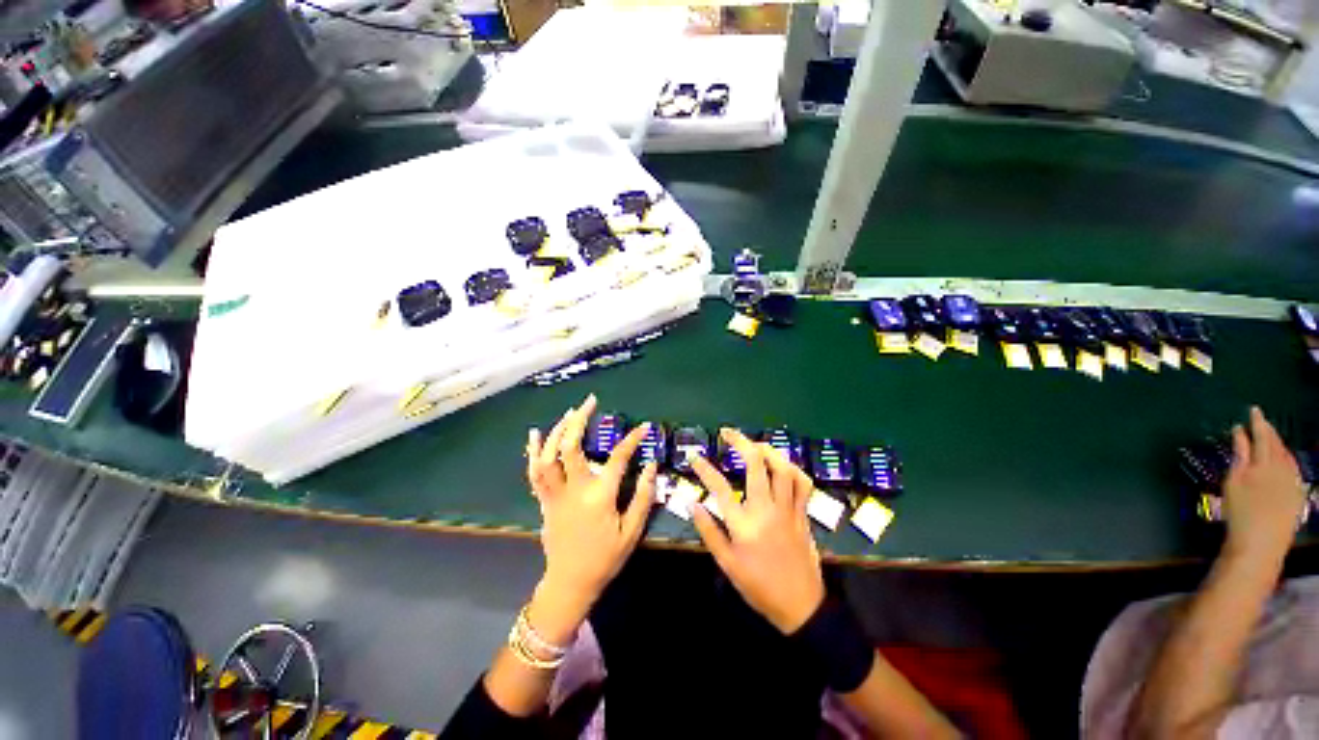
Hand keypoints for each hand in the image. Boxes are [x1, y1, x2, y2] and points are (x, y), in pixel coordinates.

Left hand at [524, 394, 656, 642]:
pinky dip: (533, 450)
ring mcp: (555, 494)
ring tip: (570, 412)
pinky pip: (534, 472)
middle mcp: (574, 490)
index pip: (617, 459)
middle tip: (590, 403)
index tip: (643, 427)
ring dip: (558, 430)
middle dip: (579, 421)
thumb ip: (643, 497)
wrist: (570, 583)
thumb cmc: (605, 558)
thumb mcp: (631, 532)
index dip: (632, 440)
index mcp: (599, 497)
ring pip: (549, 456)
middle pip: (571, 447)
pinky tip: (536, 433)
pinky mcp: (544, 500)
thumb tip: (651, 466)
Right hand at [690, 428, 824, 632]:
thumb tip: (692, 504)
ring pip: (782, 468)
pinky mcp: (803, 513)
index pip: (719, 487)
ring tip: (754, 445)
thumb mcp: (727, 565)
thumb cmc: (759, 587)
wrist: (801, 607)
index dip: (704, 468)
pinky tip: (782, 466)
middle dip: (740, 442)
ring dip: (767, 450)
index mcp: (744, 524)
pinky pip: (803, 483)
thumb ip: (709, 532)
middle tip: (727, 433)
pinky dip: (793, 469)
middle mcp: (766, 509)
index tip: (694, 456)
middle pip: (755, 464)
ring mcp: (788, 509)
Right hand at [1222, 407, 1308, 563]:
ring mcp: (1292, 481)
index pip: (1262, 436)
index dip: (1257, 422)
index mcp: (1264, 463)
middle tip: (1261, 420)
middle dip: (1269, 432)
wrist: (1259, 544)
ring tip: (1271, 437)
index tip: (1253, 410)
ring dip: (1278, 444)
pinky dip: (1286, 458)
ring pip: (1286, 456)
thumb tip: (1239, 433)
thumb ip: (1239, 456)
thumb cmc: (1240, 512)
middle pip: (1276, 445)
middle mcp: (1281, 468)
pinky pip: (1292, 468)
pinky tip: (1283, 460)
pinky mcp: (1296, 492)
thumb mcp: (1233, 483)